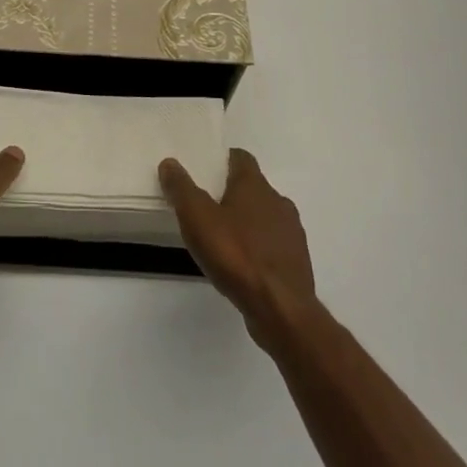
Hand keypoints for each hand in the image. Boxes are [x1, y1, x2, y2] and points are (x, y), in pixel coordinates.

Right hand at [160, 149, 316, 337]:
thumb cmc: (236, 255)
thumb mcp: (197, 218)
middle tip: (208, 205)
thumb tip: (170, 163)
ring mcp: (292, 233)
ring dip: (248, 221)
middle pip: (254, 187)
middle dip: (234, 193)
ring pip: (266, 216)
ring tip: (224, 236)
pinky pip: (274, 244)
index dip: (224, 160)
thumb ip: (182, 189)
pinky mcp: (297, 261)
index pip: (241, 158)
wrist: (280, 308)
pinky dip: (259, 247)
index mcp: (255, 185)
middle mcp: (278, 202)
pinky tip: (243, 263)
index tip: (208, 168)